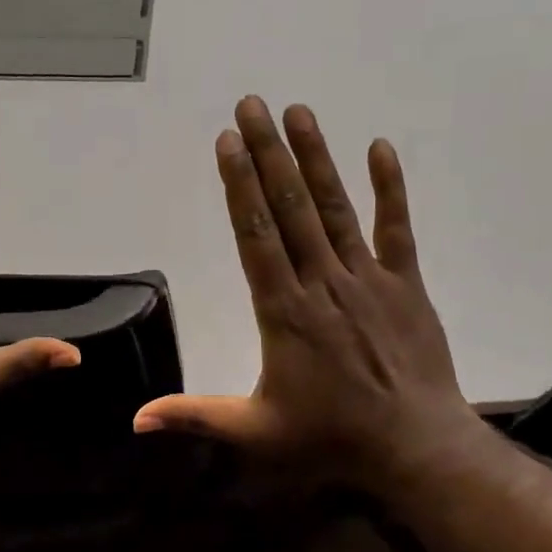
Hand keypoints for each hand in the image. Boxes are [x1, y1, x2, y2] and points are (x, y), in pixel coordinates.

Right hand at [133, 97, 483, 490]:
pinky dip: (389, 189)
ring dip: (315, 158)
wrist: (415, 446)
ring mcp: (369, 280)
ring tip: (297, 112)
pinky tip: (380, 148)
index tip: (226, 143)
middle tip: (251, 105)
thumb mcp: (255, 433)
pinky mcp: (407, 285)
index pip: (256, 236)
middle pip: (290, 208)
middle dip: (268, 154)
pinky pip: (397, 229)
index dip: (239, 186)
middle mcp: (324, 283)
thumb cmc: (332, 438)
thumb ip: (195, 417)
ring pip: (336, 209)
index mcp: (285, 312)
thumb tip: (136, 420)